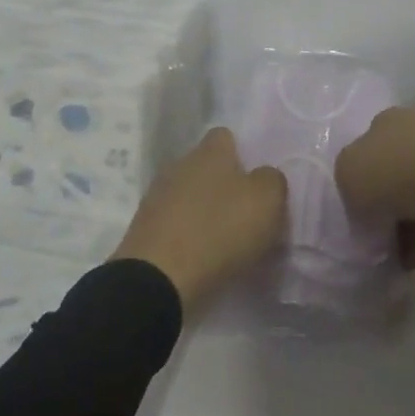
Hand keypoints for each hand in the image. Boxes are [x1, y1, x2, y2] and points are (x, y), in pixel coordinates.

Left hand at [110, 128, 286, 314]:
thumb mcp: (267, 202)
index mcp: (210, 152)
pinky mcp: (143, 228)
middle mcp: (180, 164)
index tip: (257, 180)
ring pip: (188, 194)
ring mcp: (157, 196)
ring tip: (223, 239)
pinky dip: (186, 235)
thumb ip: (272, 180)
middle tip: (244, 213)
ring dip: (203, 211)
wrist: (159, 279)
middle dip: (223, 185)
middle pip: (206, 167)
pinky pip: (173, 223)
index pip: (226, 136)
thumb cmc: (220, 230)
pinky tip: (200, 256)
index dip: (243, 153)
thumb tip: (264, 177)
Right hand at [335, 108, 414, 268]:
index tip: (355, 204)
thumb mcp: (348, 172)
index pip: (368, 144)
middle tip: (370, 229)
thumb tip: (365, 201)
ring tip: (385, 251)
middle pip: (394, 170)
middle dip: (383, 199)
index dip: (360, 174)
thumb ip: (349, 184)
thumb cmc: (396, 171)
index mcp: (388, 121)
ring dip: (403, 222)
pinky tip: (406, 261)